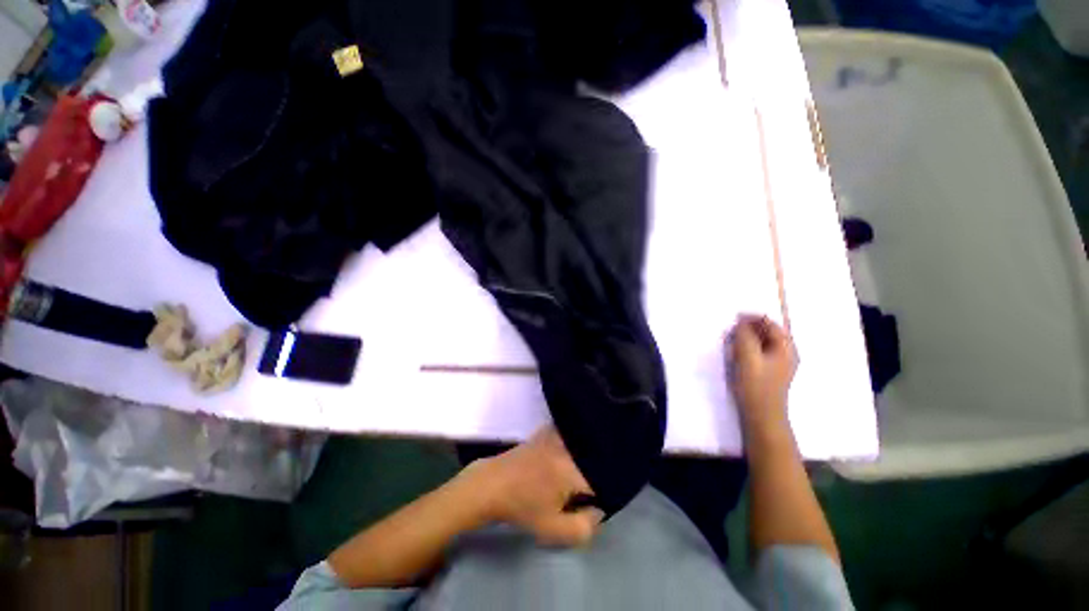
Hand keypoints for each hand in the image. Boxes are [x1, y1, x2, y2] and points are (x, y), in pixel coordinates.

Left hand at [468, 427, 602, 546]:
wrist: (492, 484)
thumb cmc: (522, 507)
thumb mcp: (553, 529)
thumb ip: (584, 526)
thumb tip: (598, 508)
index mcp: (572, 469)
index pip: (603, 479)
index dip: (602, 494)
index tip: (592, 503)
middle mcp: (568, 446)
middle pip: (595, 458)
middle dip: (596, 474)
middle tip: (583, 491)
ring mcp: (558, 434)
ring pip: (585, 444)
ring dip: (586, 458)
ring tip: (573, 476)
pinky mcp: (549, 430)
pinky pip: (572, 434)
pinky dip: (576, 444)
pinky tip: (566, 457)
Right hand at [726, 315, 797, 434]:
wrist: (761, 415)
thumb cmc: (756, 385)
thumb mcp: (748, 357)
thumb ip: (744, 336)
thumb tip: (741, 322)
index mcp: (786, 348)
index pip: (771, 324)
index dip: (753, 317)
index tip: (735, 317)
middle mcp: (786, 353)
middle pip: (769, 332)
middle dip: (750, 327)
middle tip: (731, 328)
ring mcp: (779, 363)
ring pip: (763, 342)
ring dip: (748, 337)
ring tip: (731, 339)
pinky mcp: (770, 372)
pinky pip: (760, 352)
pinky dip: (748, 347)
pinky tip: (737, 352)